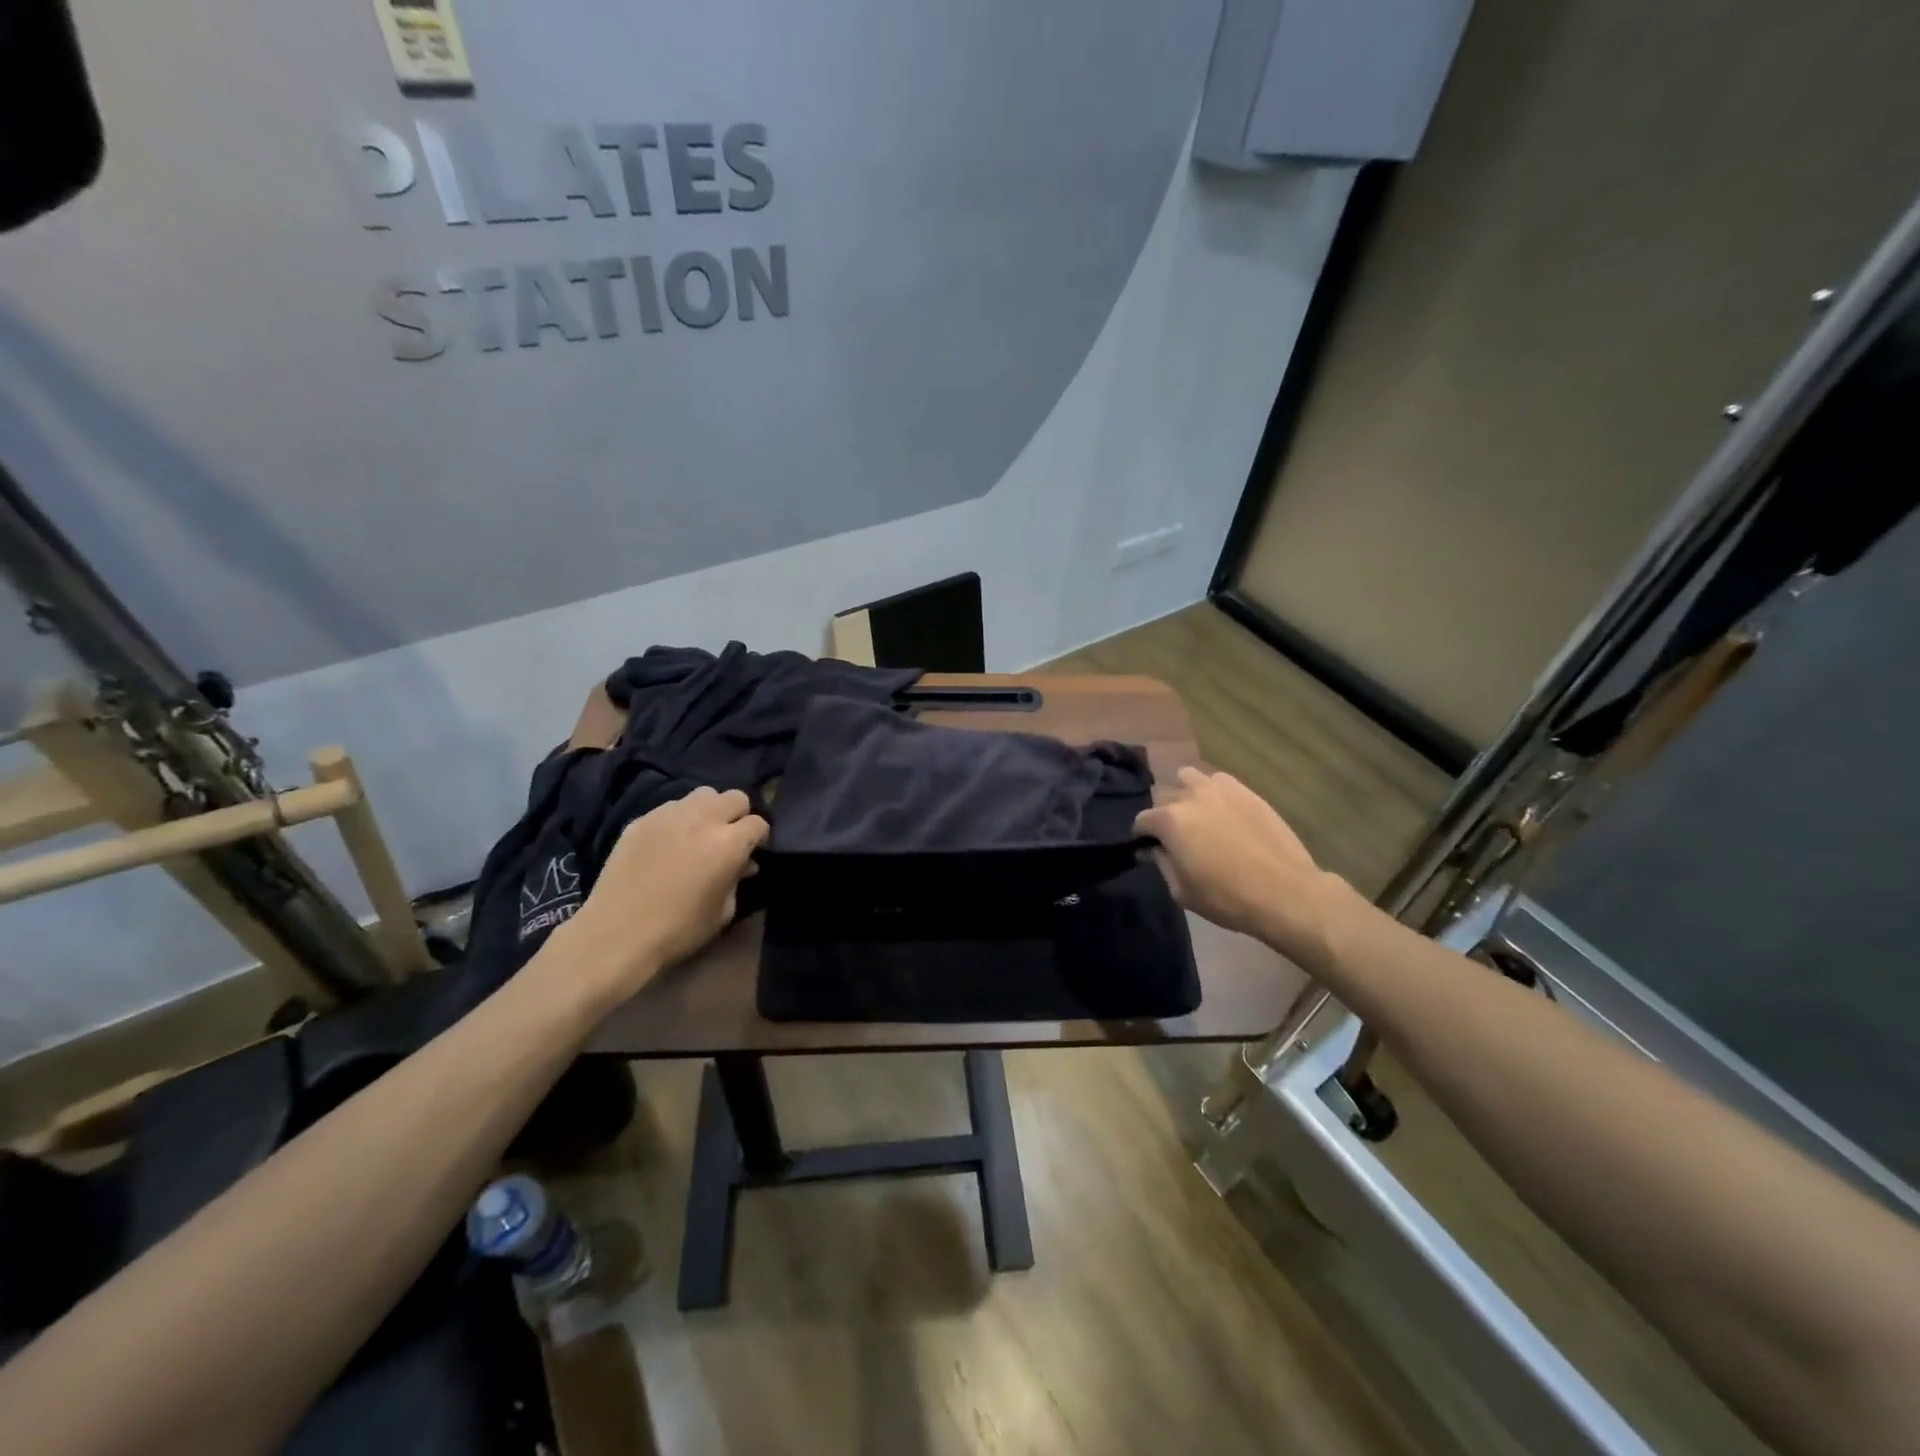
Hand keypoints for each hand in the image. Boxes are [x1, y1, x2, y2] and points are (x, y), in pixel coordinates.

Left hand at [550, 787, 768, 1002]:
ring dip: (709, 811)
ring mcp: (669, 814)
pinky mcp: (642, 819)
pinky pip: (671, 807)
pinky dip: (678, 819)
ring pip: (703, 794)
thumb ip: (737, 880)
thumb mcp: (722, 912)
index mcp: (729, 843)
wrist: (616, 934)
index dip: (759, 838)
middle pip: (735, 797)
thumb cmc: (678, 930)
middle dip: (738, 815)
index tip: (752, 852)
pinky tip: (668, 843)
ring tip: (699, 834)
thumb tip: (743, 864)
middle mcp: (703, 819)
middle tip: (728, 839)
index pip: (758, 823)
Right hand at [1134, 767, 1347, 964]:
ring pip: (1189, 777)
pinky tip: (1224, 812)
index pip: (1142, 820)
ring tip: (1198, 816)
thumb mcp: (1181, 891)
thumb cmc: (1227, 898)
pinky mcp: (1246, 791)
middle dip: (1164, 816)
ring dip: (1186, 794)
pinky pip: (1219, 781)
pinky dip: (1214, 792)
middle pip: (1164, 797)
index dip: (1143, 837)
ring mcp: (1220, 789)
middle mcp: (1191, 796)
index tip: (1152, 851)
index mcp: (1170, 821)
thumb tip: (1155, 848)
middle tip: (1178, 838)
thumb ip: (1162, 863)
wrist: (1285, 892)